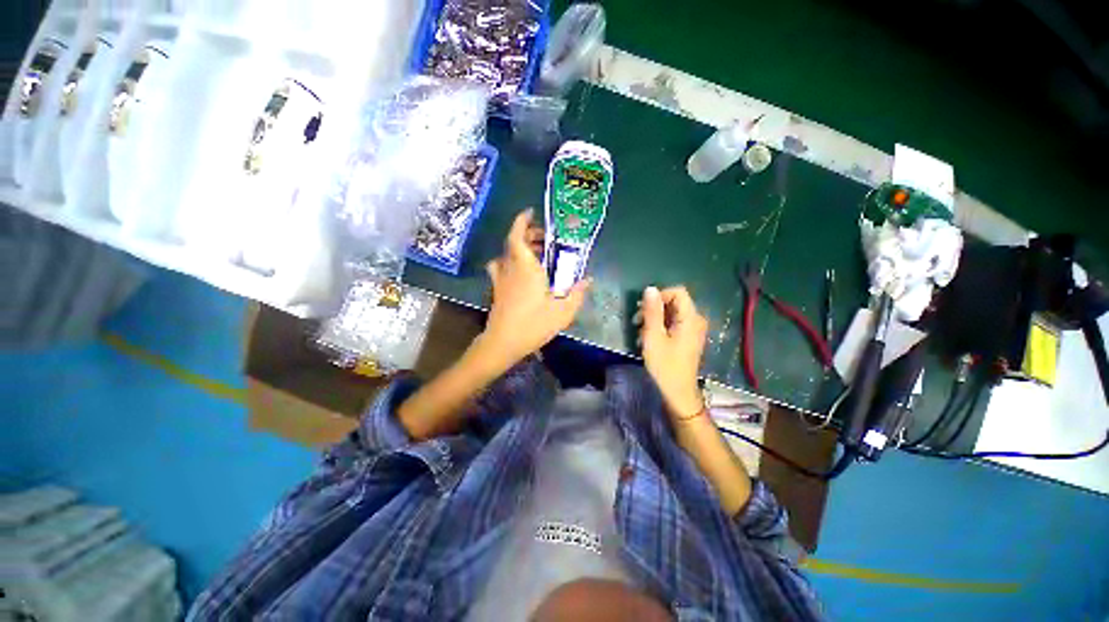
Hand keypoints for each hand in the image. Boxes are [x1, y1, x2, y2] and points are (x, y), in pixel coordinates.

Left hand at [482, 209, 590, 366]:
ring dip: (519, 249)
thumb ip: (577, 294)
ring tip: (535, 254)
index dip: (522, 221)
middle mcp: (510, 269)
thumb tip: (587, 280)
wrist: (503, 343)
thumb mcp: (563, 312)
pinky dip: (509, 263)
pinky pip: (501, 268)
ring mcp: (500, 279)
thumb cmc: (533, 324)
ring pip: (506, 255)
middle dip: (527, 235)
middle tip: (544, 239)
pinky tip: (521, 274)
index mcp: (526, 268)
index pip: (517, 236)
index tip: (531, 212)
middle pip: (513, 243)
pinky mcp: (496, 290)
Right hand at [635, 286, 708, 419]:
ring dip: (654, 318)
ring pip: (672, 313)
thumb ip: (652, 311)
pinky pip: (674, 323)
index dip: (659, 296)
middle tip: (637, 321)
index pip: (678, 292)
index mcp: (691, 318)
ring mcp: (693, 330)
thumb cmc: (664, 366)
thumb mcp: (653, 337)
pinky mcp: (688, 338)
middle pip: (674, 301)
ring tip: (641, 332)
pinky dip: (660, 326)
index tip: (644, 309)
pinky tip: (649, 338)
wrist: (678, 393)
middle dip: (654, 308)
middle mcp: (696, 321)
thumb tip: (650, 288)